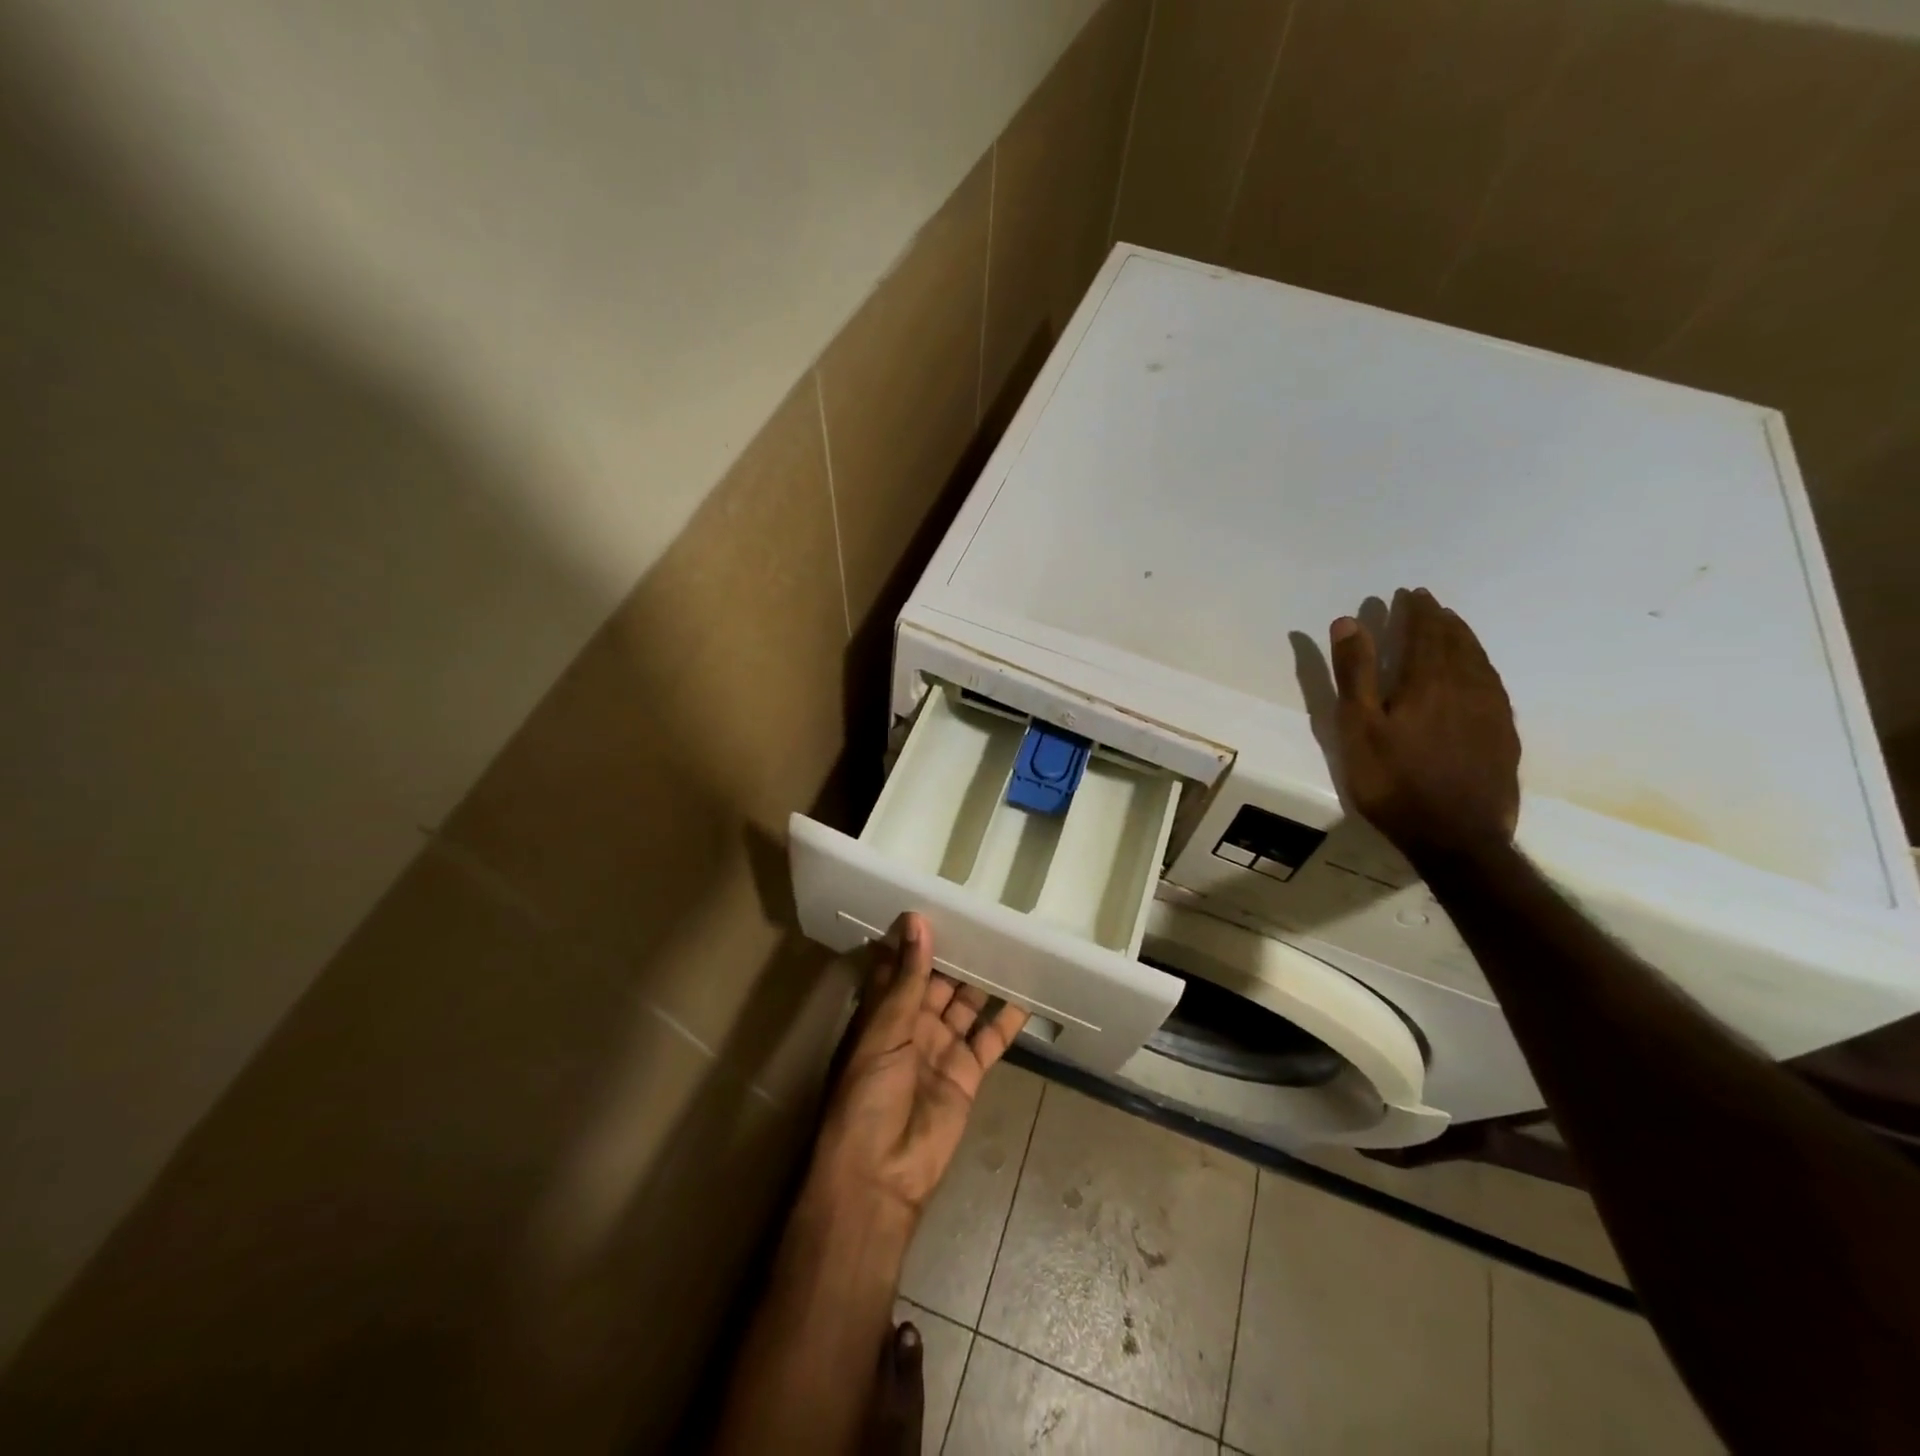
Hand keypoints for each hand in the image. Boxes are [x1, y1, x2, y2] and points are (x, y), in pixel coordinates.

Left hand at [810, 913, 1027, 1217]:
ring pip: (966, 1005)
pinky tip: (1026, 993)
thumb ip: (907, 979)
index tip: (942, 902)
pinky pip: (990, 1038)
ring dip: (984, 980)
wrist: (881, 1175)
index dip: (918, 938)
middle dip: (958, 955)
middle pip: (939, 982)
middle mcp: (912, 1026)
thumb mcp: (884, 1031)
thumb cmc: (868, 1096)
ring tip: (1010, 944)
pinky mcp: (968, 1073)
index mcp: (883, 1013)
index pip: (902, 966)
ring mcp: (942, 1048)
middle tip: (986, 917)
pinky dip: (1007, 1019)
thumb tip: (916, 921)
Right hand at [1329, 588, 1520, 862]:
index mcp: (1428, 680)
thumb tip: (1350, 621)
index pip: (1425, 631)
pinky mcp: (1504, 736)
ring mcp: (1492, 711)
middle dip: (1440, 619)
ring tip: (1451, 628)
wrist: (1456, 837)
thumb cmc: (1393, 781)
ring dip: (1463, 639)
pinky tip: (1475, 674)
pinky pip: (1493, 684)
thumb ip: (1355, 674)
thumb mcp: (1358, 728)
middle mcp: (1467, 686)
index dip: (1416, 610)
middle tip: (1428, 604)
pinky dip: (1480, 666)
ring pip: (1479, 661)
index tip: (1408, 593)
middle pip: (1456, 641)